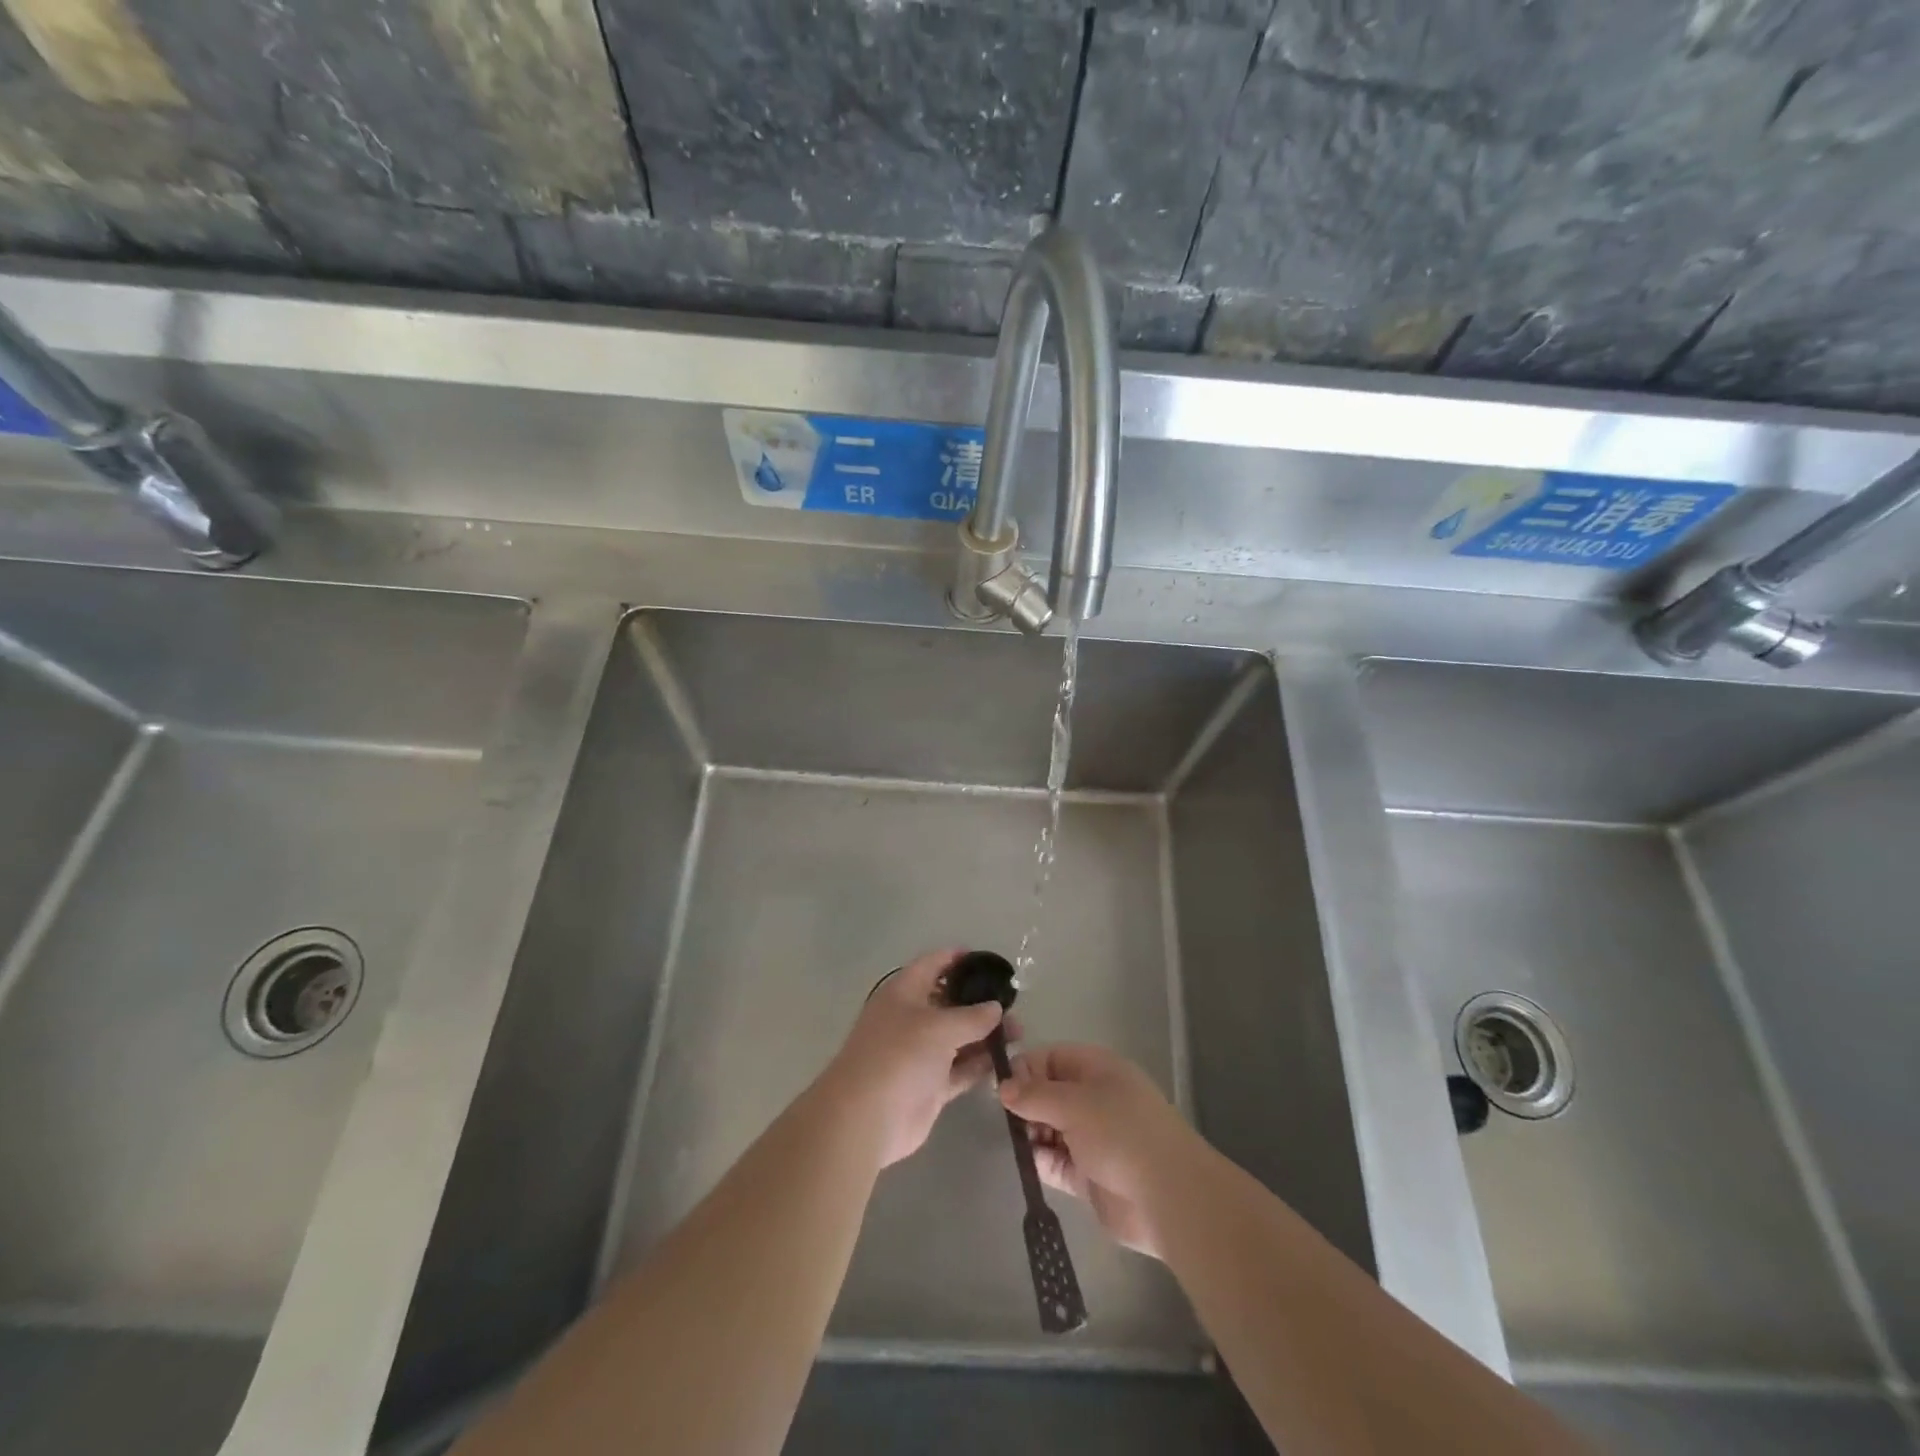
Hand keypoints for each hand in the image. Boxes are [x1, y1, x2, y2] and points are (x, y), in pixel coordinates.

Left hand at [827, 948, 1006, 1167]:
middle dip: (979, 1001)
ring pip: (958, 1038)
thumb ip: (972, 1016)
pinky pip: (960, 1069)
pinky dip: (979, 1065)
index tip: (987, 960)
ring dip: (985, 1035)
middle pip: (949, 1002)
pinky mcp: (929, 1086)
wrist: (867, 1117)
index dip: (957, 958)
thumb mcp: (939, 1027)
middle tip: (1014, 1004)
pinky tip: (1006, 1061)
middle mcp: (911, 1019)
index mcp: (904, 993)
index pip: (932, 965)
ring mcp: (920, 1054)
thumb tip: (996, 1007)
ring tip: (1019, 1033)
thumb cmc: (899, 1055)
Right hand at [1000, 1044, 1193, 1259]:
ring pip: (1050, 1128)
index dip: (1026, 1068)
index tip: (1001, 1088)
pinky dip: (1042, 1161)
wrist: (1168, 1196)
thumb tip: (1003, 1087)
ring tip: (1019, 1141)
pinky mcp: (1089, 1175)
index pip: (1052, 1058)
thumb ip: (1035, 1095)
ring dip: (1032, 1133)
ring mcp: (1093, 1138)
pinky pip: (1057, 1161)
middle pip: (1049, 1093)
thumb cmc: (1121, 1132)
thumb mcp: (1074, 1103)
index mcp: (1097, 1069)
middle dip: (1026, 1103)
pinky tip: (1030, 1163)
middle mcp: (1094, 1099)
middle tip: (1008, 1119)